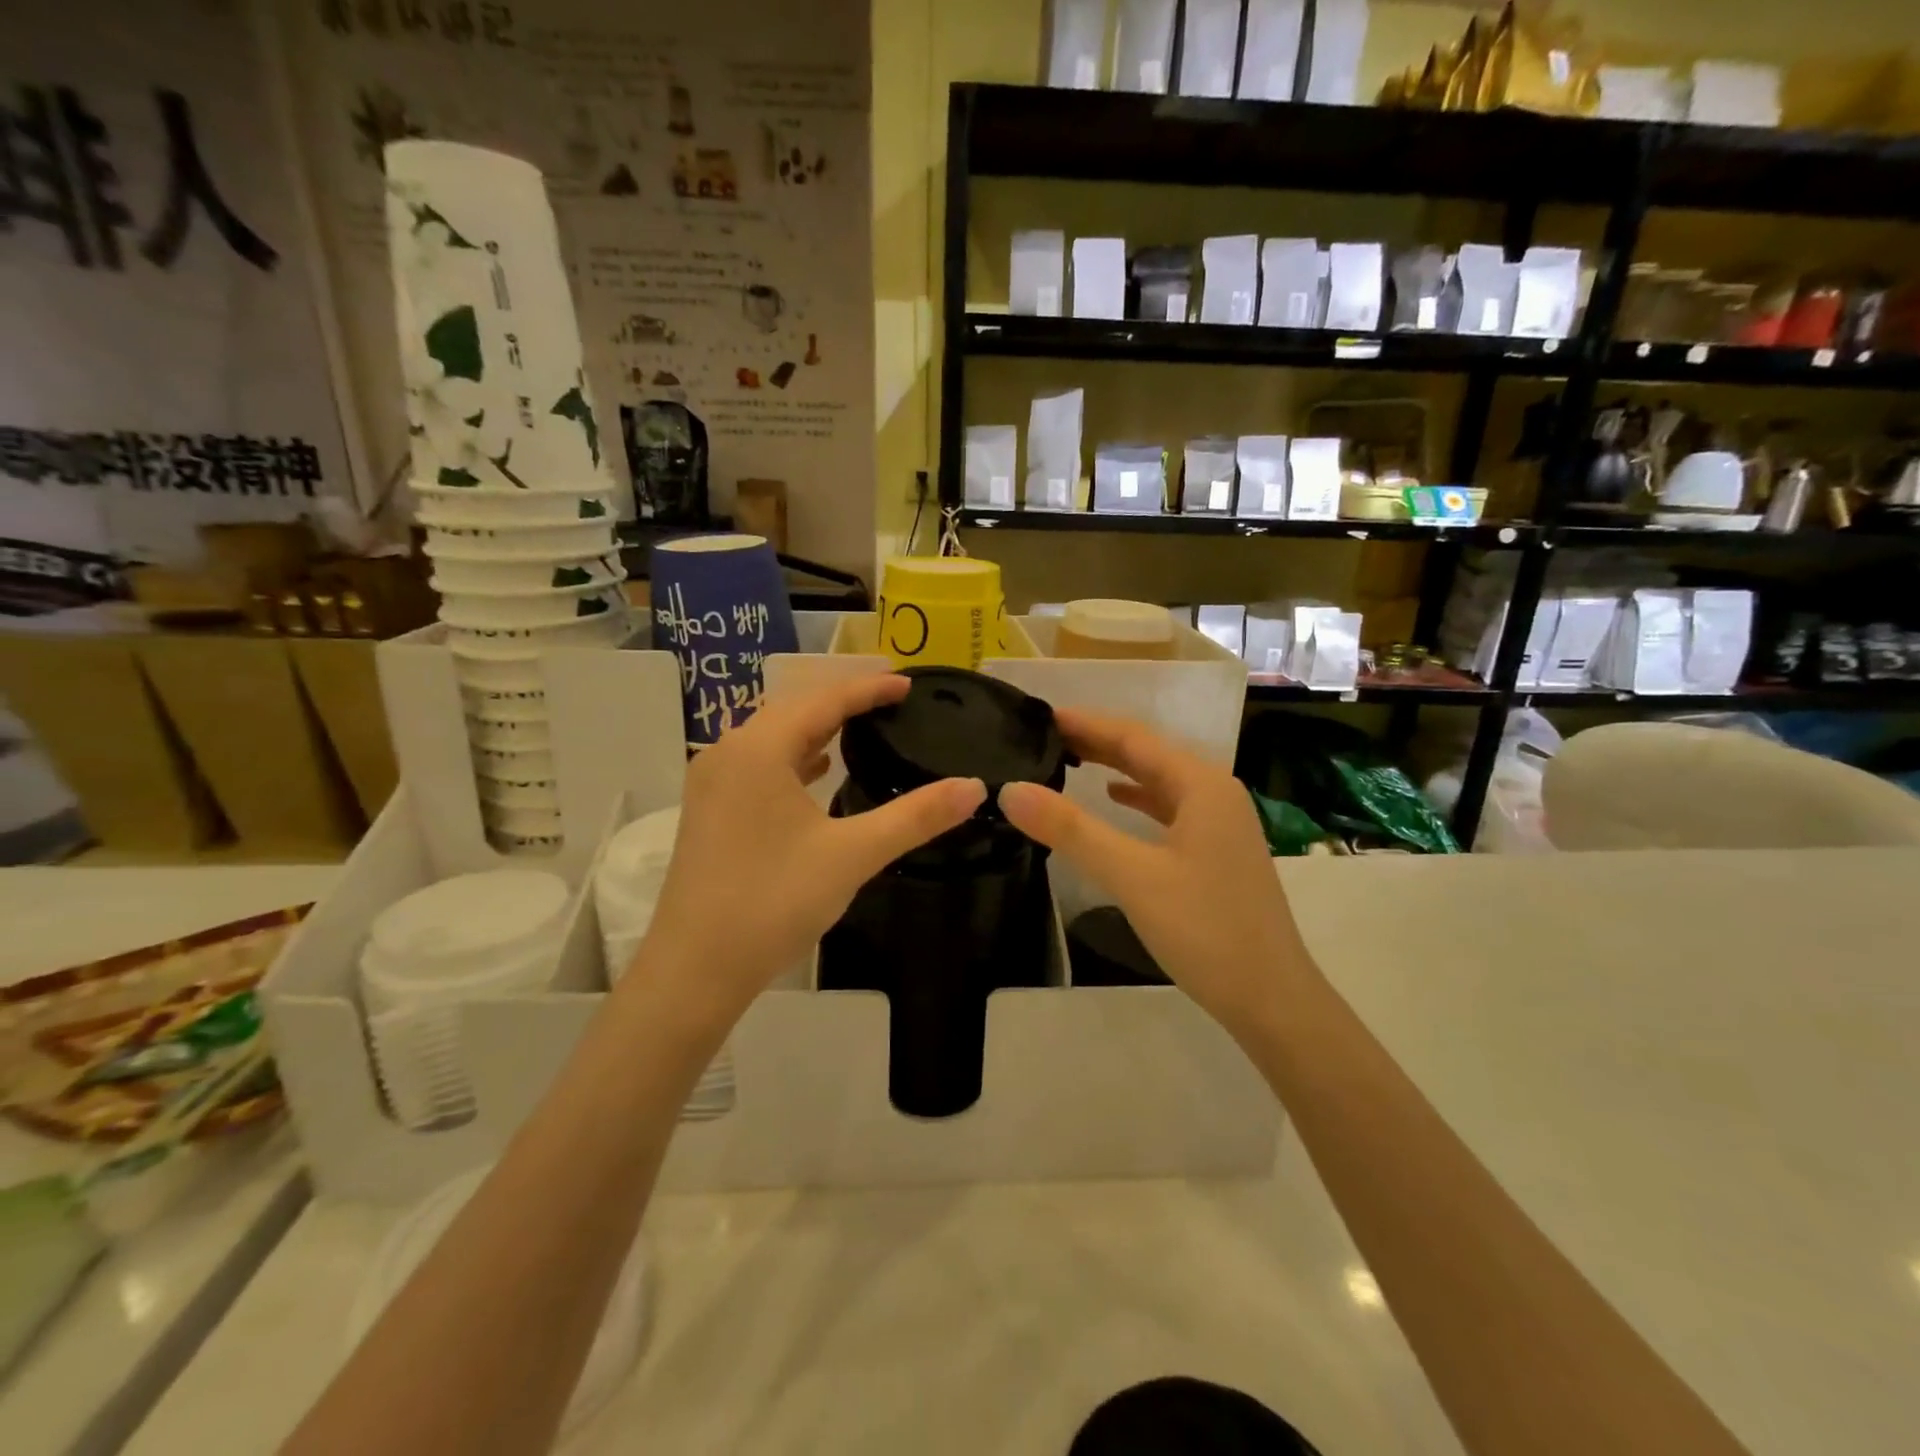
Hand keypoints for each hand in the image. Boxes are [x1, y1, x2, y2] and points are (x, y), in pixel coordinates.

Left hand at [633, 675, 985, 1026]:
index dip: (868, 688)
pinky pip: (759, 763)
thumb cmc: (773, 902)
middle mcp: (728, 752)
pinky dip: (794, 756)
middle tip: (891, 701)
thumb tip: (974, 788)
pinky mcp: (709, 810)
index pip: (823, 700)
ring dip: (817, 727)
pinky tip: (818, 769)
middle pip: (794, 709)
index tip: (908, 684)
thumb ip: (915, 816)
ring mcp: (712, 782)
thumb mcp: (852, 855)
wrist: (695, 970)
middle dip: (843, 701)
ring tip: (862, 727)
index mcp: (758, 749)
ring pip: (773, 737)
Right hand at [999, 708, 1309, 1031]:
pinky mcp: (1216, 851)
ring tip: (1070, 759)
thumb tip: (1011, 790)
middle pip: (1148, 754)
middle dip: (1099, 741)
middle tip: (1045, 735)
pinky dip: (1137, 799)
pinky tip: (1114, 799)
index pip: (1134, 738)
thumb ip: (1071, 830)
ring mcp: (1220, 823)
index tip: (1042, 714)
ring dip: (1116, 767)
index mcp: (1201, 785)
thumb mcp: (1132, 876)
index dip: (1087, 723)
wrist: (1272, 999)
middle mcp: (1214, 793)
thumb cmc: (1205, 930)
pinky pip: (1168, 808)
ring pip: (1158, 781)